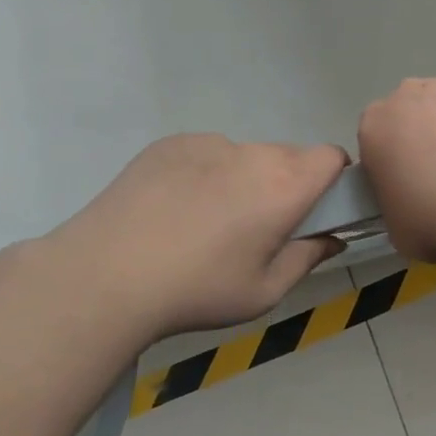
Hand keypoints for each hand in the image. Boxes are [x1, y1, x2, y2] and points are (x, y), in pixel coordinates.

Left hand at [45, 135, 348, 342]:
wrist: (101, 278)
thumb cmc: (197, 290)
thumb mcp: (264, 291)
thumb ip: (308, 258)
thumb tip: (333, 238)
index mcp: (286, 186)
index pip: (333, 157)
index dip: (333, 179)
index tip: (318, 208)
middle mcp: (254, 154)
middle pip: (291, 156)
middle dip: (288, 183)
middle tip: (261, 225)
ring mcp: (209, 144)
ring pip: (247, 155)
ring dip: (246, 178)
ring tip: (208, 220)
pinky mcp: (171, 144)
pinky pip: (207, 153)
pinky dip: (206, 173)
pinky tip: (175, 209)